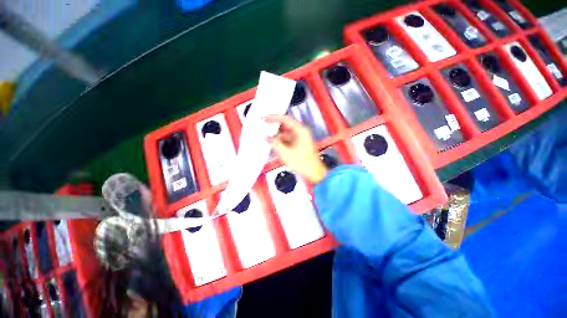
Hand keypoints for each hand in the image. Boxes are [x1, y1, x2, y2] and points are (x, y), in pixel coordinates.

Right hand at [265, 115, 327, 183]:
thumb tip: (267, 138)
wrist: (314, 173)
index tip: (265, 118)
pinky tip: (276, 150)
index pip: (285, 119)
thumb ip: (275, 144)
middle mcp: (301, 133)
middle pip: (285, 129)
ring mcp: (301, 139)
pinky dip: (282, 145)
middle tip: (265, 133)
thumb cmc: (303, 163)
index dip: (274, 118)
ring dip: (278, 141)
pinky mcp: (300, 145)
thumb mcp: (285, 153)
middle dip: (275, 133)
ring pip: (286, 136)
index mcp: (300, 131)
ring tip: (270, 146)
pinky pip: (289, 142)